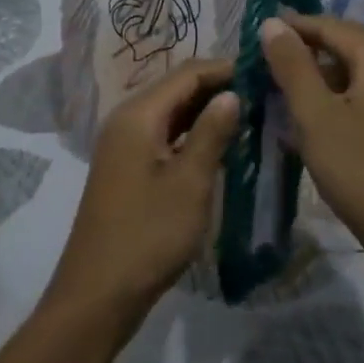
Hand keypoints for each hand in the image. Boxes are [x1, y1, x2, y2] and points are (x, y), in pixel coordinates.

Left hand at [44, 59, 238, 324]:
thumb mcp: (190, 183)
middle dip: (219, 88)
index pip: (187, 73)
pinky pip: (164, 135)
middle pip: (177, 88)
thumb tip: (233, 94)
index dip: (225, 68)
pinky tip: (221, 145)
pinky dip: (192, 134)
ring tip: (251, 116)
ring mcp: (124, 145)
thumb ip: (212, 133)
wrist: (98, 294)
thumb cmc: (148, 236)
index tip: (265, 72)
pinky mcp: (127, 168)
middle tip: (264, 94)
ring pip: (171, 112)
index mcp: (138, 115)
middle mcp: (126, 120)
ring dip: (207, 111)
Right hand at [260, 14, 363, 258]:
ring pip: (360, 73)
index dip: (296, 26)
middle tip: (269, 61)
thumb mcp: (315, 115)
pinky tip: (318, 118)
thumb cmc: (361, 170)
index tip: (260, 33)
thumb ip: (292, 65)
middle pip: (350, 46)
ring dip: (323, 75)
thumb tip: (273, 22)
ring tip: (287, 89)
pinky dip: (341, 97)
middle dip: (309, 50)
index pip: (333, 26)